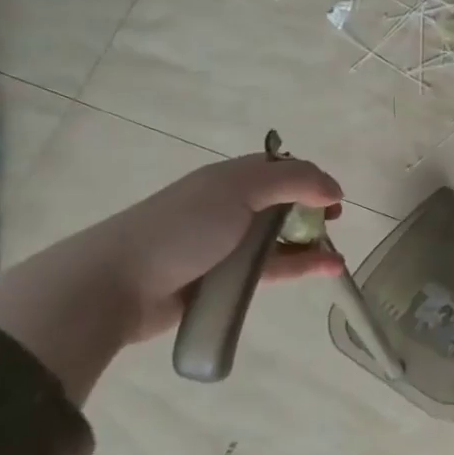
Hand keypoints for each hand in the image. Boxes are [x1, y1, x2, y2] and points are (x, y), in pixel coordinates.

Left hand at [0, 151, 343, 402]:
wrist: (115, 285)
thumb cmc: (180, 229)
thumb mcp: (238, 190)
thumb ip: (292, 181)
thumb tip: (335, 188)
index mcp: (230, 179)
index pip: (281, 169)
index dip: (312, 179)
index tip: (334, 198)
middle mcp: (230, 207)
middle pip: (284, 203)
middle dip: (313, 211)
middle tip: (334, 224)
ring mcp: (227, 245)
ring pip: (281, 239)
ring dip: (312, 243)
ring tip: (337, 256)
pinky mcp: (227, 279)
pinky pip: (273, 269)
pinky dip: (301, 267)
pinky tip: (328, 270)